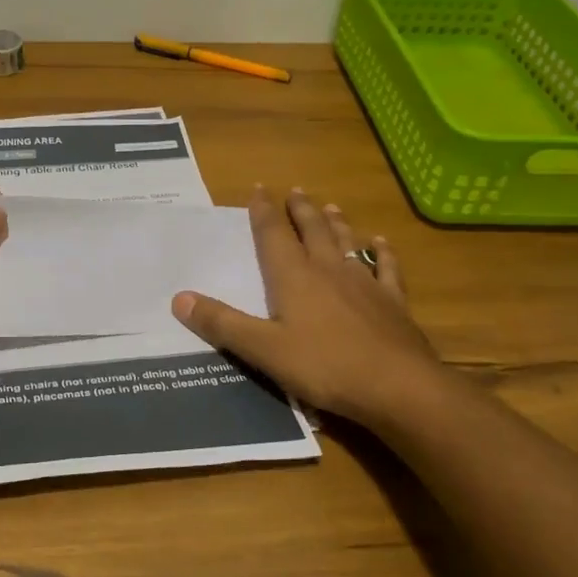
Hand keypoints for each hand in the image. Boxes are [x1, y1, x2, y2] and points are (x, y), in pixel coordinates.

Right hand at [171, 187, 452, 428]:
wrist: (398, 387)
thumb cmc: (325, 367)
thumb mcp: (263, 350)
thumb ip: (222, 324)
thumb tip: (179, 297)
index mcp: (294, 277)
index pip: (273, 235)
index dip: (264, 212)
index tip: (259, 189)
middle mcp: (328, 269)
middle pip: (312, 230)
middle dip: (300, 210)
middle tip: (294, 191)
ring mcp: (364, 283)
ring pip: (347, 242)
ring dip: (336, 223)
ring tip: (330, 206)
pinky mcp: (393, 302)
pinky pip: (386, 268)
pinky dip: (382, 252)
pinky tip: (381, 243)